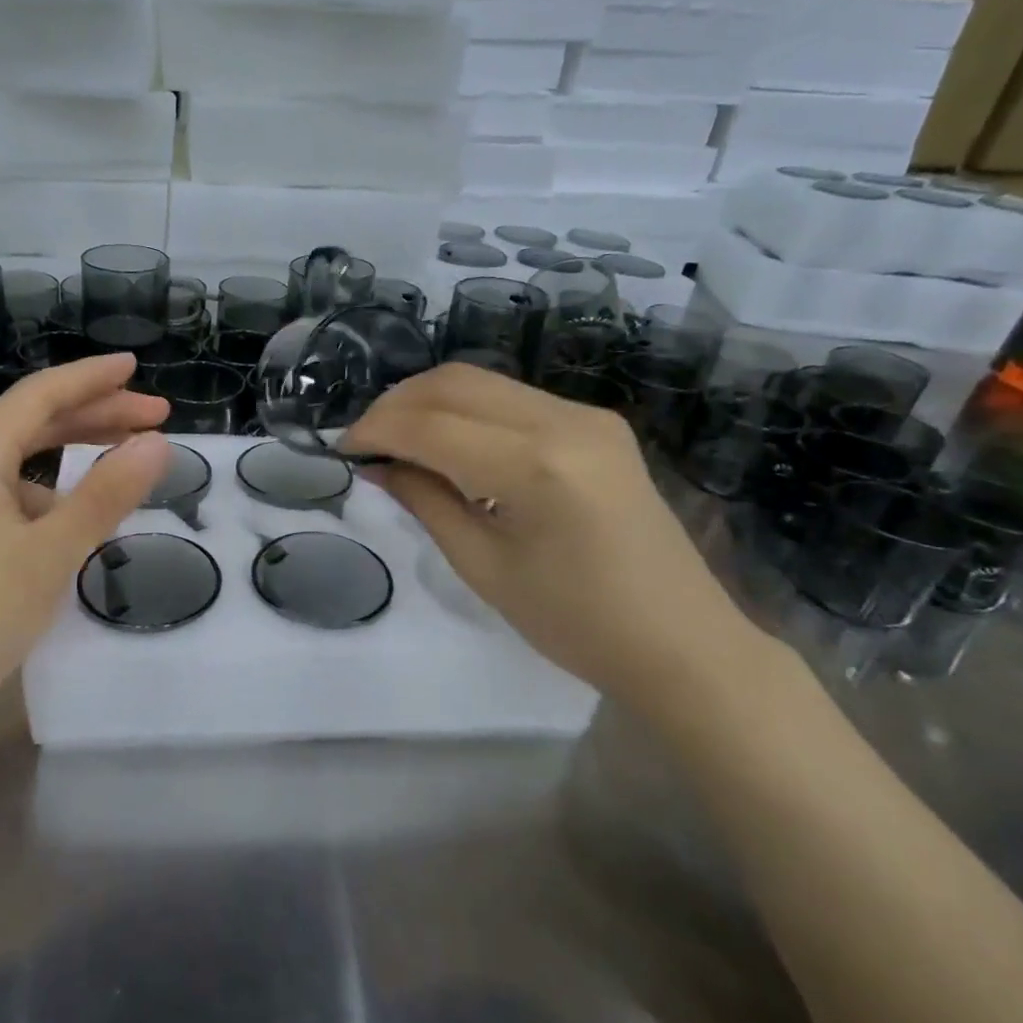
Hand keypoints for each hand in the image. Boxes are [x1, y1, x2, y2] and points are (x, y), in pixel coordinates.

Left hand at [0, 355, 170, 740]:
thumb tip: (156, 443)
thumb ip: (106, 495)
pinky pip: (15, 501)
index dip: (92, 378)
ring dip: (77, 457)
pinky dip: (56, 498)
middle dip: (96, 414)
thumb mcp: (50, 552)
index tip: (138, 368)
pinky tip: (82, 522)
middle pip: (34, 424)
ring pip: (25, 465)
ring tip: (128, 465)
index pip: (41, 395)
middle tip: (155, 418)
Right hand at [338, 364, 776, 706]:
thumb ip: (424, 501)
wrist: (681, 641)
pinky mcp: (597, 424)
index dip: (376, 430)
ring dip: (428, 401)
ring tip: (396, 438)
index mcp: (535, 466)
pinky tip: (446, 441)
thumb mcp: (482, 566)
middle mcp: (564, 421)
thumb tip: (376, 464)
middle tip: (364, 441)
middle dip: (396, 404)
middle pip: (455, 383)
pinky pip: (512, 399)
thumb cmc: (574, 622)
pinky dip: (465, 410)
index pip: (431, 425)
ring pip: (482, 381)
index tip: (341, 450)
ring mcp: (587, 416)